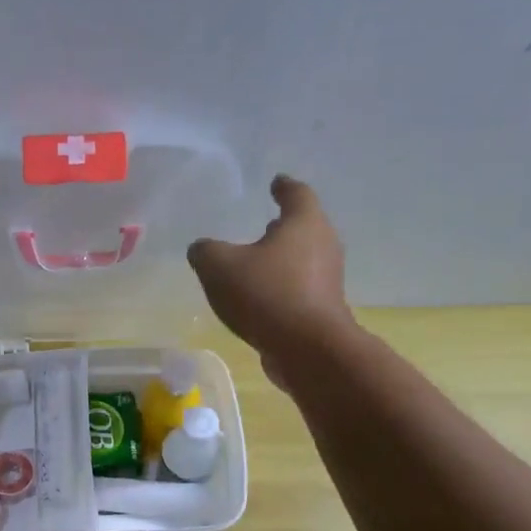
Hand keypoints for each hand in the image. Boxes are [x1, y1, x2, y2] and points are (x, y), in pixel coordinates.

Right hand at [188, 176, 355, 364]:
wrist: (307, 348)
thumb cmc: (266, 294)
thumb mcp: (219, 267)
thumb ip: (205, 252)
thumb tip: (201, 249)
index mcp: (304, 223)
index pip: (296, 193)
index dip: (283, 187)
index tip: (276, 182)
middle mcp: (324, 245)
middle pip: (305, 227)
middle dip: (285, 226)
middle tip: (267, 225)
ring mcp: (328, 280)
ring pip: (304, 259)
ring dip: (284, 259)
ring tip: (260, 263)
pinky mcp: (324, 310)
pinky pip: (301, 289)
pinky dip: (284, 287)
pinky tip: (263, 298)